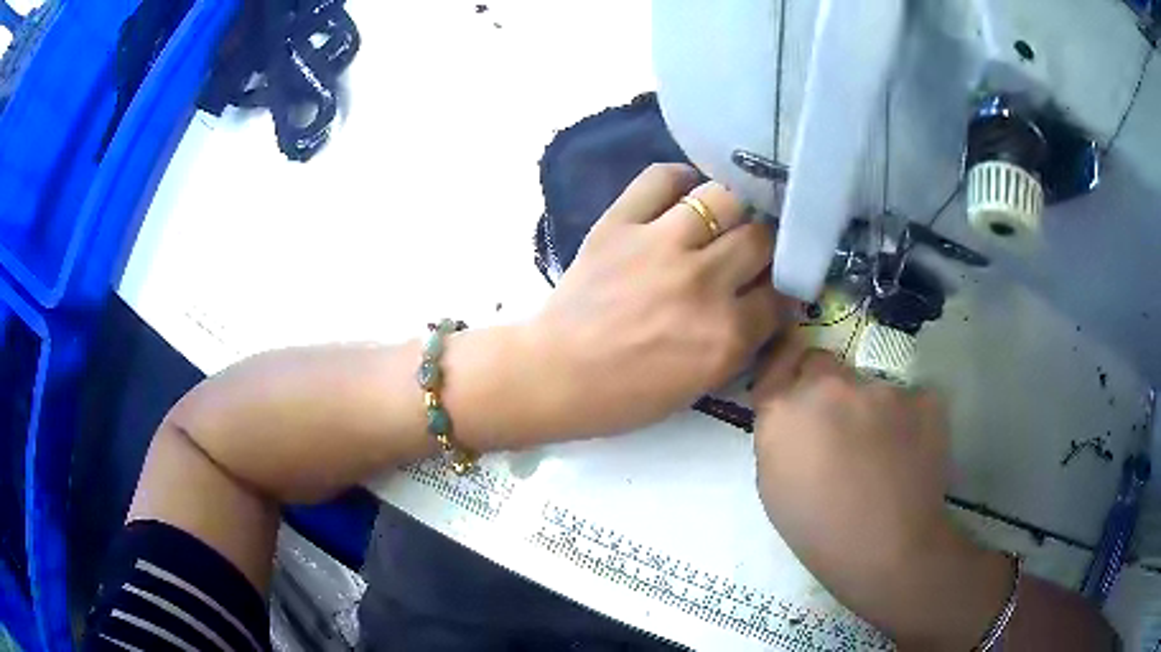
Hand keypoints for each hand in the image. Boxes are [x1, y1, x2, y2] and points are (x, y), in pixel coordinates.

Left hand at [527, 164, 788, 438]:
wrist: (555, 375)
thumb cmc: (626, 394)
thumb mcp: (700, 384)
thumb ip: (740, 342)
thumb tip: (766, 301)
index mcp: (725, 335)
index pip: (781, 295)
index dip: (782, 289)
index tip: (773, 286)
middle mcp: (703, 282)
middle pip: (762, 238)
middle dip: (764, 246)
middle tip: (749, 252)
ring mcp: (660, 246)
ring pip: (724, 198)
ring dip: (731, 210)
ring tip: (720, 220)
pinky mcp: (620, 223)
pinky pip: (661, 177)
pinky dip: (678, 180)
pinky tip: (683, 194)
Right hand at [751, 336, 1011, 647]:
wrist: (887, 549)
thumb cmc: (819, 530)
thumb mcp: (774, 486)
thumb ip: (779, 436)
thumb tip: (795, 416)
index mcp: (785, 409)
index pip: (780, 362)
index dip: (789, 373)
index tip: (797, 387)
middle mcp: (830, 386)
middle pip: (824, 364)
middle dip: (826, 387)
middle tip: (840, 427)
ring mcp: (881, 388)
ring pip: (871, 386)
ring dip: (871, 409)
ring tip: (883, 453)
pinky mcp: (921, 397)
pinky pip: (909, 399)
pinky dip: (907, 420)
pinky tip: (909, 454)